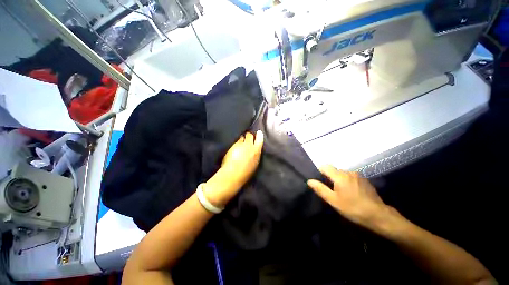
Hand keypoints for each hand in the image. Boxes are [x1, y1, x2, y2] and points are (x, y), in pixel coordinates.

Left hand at [204, 131, 263, 206]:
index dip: (259, 136)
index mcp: (257, 152)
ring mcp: (242, 145)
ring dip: (243, 138)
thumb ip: (254, 156)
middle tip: (248, 136)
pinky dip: (237, 141)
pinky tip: (235, 144)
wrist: (234, 175)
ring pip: (243, 137)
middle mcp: (251, 146)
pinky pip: (237, 140)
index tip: (258, 133)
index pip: (260, 140)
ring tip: (241, 140)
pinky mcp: (235, 145)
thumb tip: (253, 152)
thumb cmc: (245, 173)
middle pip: (251, 136)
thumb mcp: (254, 165)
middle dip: (250, 135)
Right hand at [307, 165, 396, 229]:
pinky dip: (347, 182)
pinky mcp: (365, 180)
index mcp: (340, 176)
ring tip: (341, 193)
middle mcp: (349, 172)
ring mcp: (358, 175)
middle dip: (330, 178)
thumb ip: (320, 189)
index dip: (320, 172)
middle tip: (331, 191)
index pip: (325, 167)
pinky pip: (351, 177)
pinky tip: (351, 193)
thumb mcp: (333, 200)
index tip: (320, 182)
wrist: (378, 215)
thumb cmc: (353, 208)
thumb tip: (309, 181)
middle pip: (334, 170)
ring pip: (343, 174)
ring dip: (339, 180)